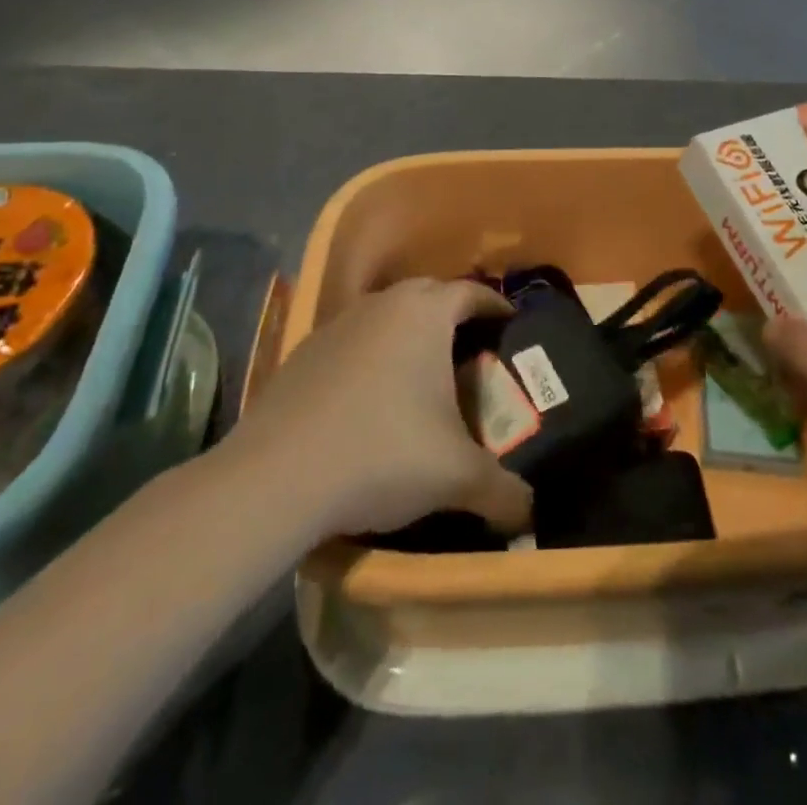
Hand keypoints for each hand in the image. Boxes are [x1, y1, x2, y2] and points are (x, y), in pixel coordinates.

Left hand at [225, 279, 532, 538]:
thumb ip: (503, 491)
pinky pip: (352, 341)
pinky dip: (369, 357)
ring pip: (386, 316)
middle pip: (428, 295)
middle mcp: (382, 305)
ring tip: (421, 374)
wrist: (276, 478)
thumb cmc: (383, 454)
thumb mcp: (456, 477)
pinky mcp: (302, 352)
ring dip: (407, 334)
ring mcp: (337, 325)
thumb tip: (531, 513)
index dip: (496, 307)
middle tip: (471, 350)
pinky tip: (369, 399)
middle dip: (453, 316)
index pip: (471, 293)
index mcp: (424, 313)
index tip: (511, 326)